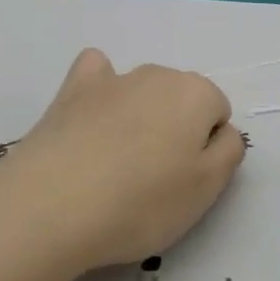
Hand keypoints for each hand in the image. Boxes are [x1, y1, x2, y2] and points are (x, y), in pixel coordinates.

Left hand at [0, 48, 245, 274]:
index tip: (184, 181)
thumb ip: (229, 151)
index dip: (206, 150)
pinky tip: (91, 117)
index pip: (218, 114)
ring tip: (116, 165)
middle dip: (175, 130)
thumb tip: (221, 132)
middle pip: (181, 100)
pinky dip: (100, 89)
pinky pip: (97, 74)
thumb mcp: (207, 189)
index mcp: (197, 94)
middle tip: (153, 180)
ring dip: (140, 117)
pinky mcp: (72, 90)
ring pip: (143, 91)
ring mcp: (113, 78)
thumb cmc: (141, 203)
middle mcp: (159, 74)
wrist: (51, 206)